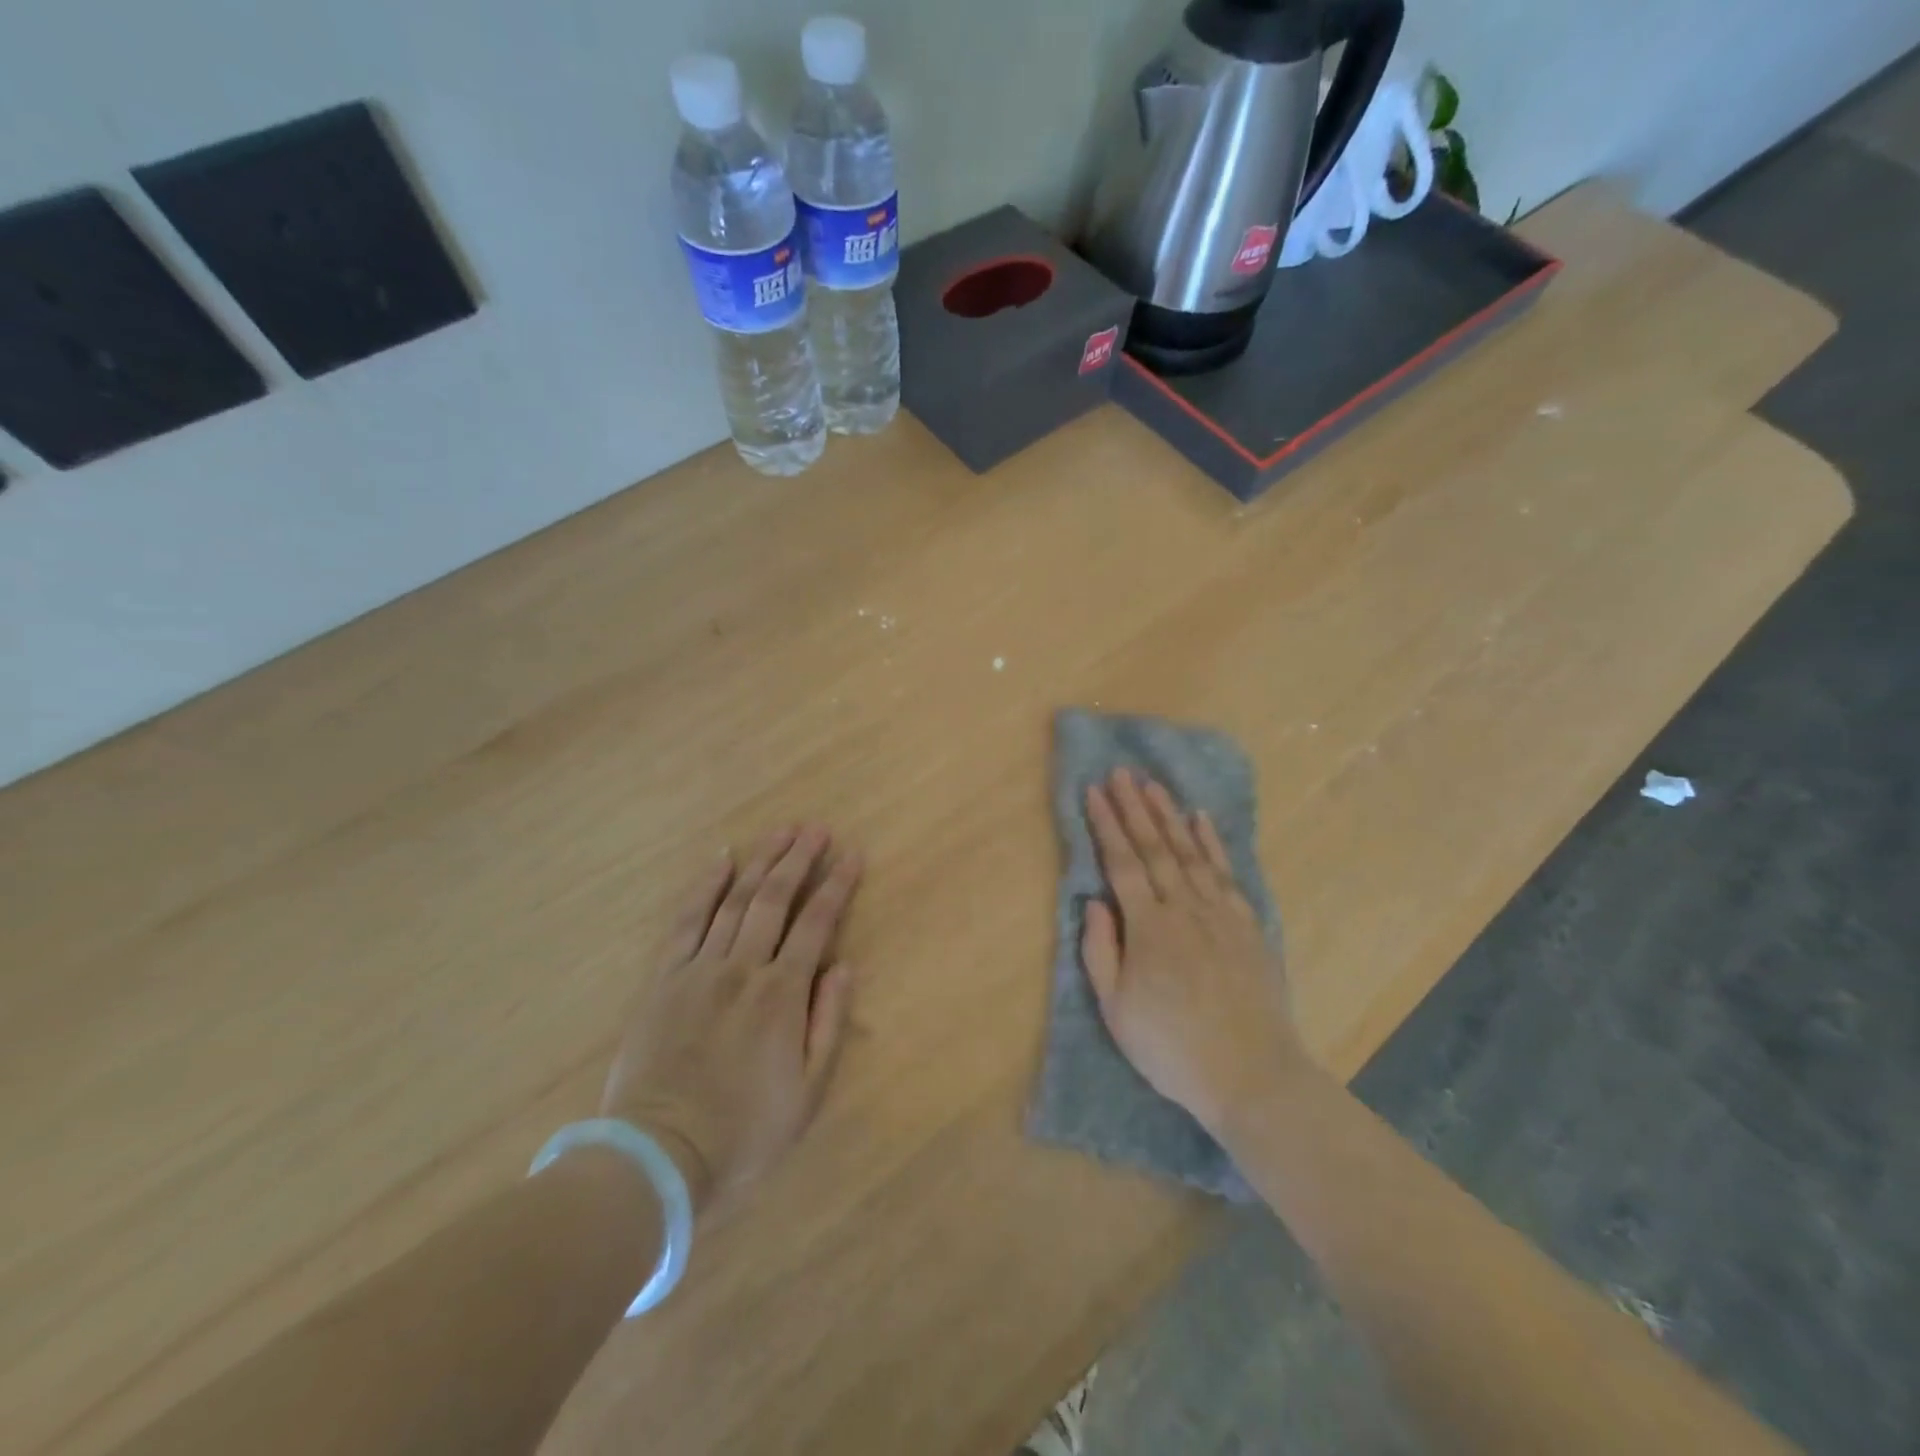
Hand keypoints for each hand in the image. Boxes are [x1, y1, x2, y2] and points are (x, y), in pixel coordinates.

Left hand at [601, 826, 861, 1217]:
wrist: (659, 1157)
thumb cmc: (745, 1132)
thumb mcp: (808, 1092)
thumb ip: (829, 1023)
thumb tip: (844, 966)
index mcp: (782, 995)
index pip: (816, 924)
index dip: (837, 886)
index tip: (852, 855)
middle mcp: (742, 968)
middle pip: (775, 899)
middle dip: (799, 859)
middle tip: (817, 829)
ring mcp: (699, 969)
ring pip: (735, 900)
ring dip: (761, 861)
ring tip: (781, 831)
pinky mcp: (664, 978)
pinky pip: (687, 920)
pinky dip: (705, 886)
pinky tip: (721, 859)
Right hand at [1081, 770, 1304, 1135]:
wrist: (1251, 1075)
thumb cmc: (1172, 1048)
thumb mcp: (1117, 1009)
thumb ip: (1101, 951)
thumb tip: (1095, 901)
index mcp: (1148, 927)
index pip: (1121, 863)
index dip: (1106, 825)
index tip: (1094, 792)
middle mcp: (1184, 908)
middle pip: (1155, 847)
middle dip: (1134, 807)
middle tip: (1121, 772)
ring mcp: (1220, 913)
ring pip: (1190, 852)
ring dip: (1169, 815)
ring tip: (1153, 784)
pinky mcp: (1247, 924)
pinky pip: (1226, 872)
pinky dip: (1212, 843)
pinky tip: (1201, 820)